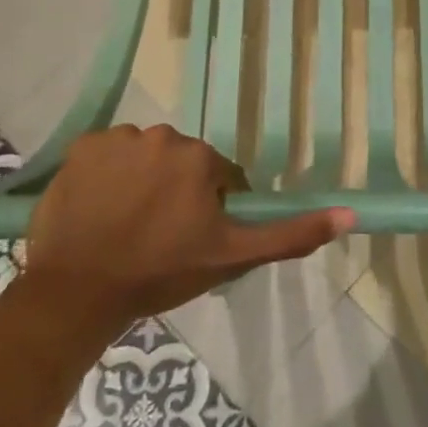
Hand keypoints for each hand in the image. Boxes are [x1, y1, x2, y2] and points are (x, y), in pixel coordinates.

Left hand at [23, 125, 354, 332]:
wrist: (78, 291)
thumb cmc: (161, 273)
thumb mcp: (232, 258)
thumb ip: (291, 234)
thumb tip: (349, 214)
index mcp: (201, 158)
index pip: (219, 178)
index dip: (211, 210)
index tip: (192, 239)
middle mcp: (163, 135)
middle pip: (181, 163)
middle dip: (177, 192)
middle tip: (159, 235)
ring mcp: (118, 139)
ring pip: (144, 157)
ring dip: (142, 181)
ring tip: (126, 224)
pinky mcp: (82, 148)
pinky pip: (107, 155)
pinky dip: (107, 175)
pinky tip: (100, 209)